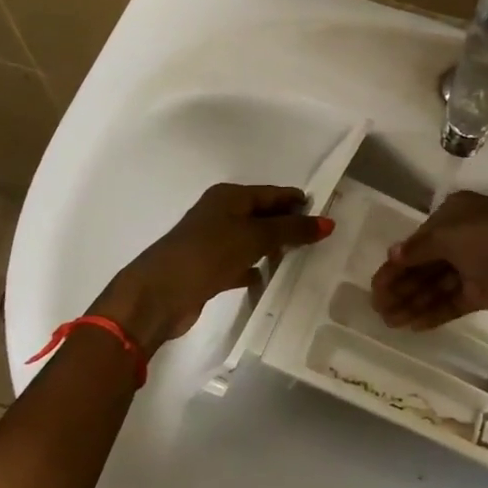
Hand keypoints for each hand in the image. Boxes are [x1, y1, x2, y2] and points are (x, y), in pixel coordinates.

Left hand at [96, 183, 333, 350]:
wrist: (158, 294)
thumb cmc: (208, 254)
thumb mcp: (255, 237)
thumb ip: (292, 230)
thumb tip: (328, 222)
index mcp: (229, 197)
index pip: (273, 193)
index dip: (298, 201)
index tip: (327, 212)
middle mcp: (220, 214)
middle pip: (262, 215)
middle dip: (288, 225)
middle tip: (321, 238)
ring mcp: (213, 242)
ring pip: (252, 240)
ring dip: (273, 247)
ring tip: (303, 258)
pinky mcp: (208, 269)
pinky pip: (241, 263)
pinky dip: (256, 268)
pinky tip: (270, 278)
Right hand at [370, 191, 487, 344]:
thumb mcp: (453, 236)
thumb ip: (419, 248)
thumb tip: (393, 254)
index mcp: (456, 213)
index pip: (418, 240)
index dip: (395, 264)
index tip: (375, 286)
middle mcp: (464, 237)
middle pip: (424, 264)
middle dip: (400, 285)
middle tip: (376, 308)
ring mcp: (475, 266)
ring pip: (436, 285)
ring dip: (412, 302)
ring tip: (389, 322)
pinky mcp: (485, 292)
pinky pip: (452, 301)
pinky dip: (433, 312)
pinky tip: (413, 326)